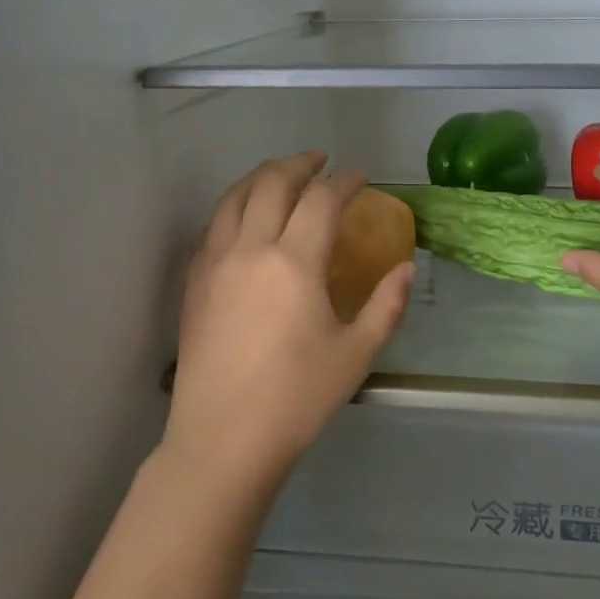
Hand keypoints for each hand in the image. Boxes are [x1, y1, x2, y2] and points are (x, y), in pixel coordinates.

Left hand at [165, 152, 415, 491]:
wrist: (223, 438)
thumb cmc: (296, 398)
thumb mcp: (355, 354)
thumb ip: (385, 305)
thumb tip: (404, 268)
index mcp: (294, 262)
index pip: (321, 200)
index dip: (344, 181)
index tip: (360, 177)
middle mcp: (250, 249)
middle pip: (272, 183)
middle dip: (299, 164)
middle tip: (320, 160)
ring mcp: (215, 262)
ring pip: (235, 197)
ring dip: (262, 176)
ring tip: (281, 174)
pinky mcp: (194, 281)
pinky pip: (214, 224)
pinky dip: (235, 204)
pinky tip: (245, 215)